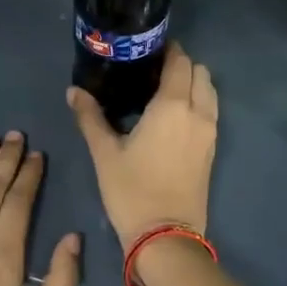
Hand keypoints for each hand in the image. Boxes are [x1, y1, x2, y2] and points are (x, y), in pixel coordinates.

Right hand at [66, 41, 217, 250]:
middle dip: (181, 64)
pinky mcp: (212, 149)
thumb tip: (74, 91)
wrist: (166, 235)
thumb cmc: (132, 191)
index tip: (147, 49)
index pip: (180, 61)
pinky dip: (198, 103)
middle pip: (200, 72)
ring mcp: (210, 131)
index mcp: (173, 105)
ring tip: (163, 92)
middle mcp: (198, 112)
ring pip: (210, 91)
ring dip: (193, 83)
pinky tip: (173, 116)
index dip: (167, 50)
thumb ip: (90, 117)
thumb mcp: (105, 153)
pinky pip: (210, 112)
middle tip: (153, 71)